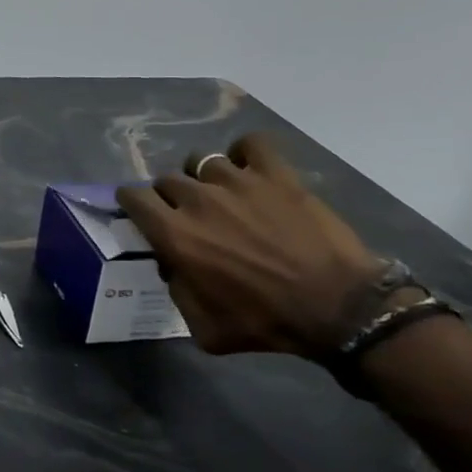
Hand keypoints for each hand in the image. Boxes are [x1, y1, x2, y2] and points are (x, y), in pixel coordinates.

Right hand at [116, 133, 383, 358]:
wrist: (339, 309)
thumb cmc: (265, 322)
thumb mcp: (203, 327)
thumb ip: (176, 291)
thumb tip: (171, 265)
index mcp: (174, 234)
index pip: (133, 196)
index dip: (132, 203)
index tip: (141, 213)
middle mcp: (197, 200)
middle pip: (166, 180)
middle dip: (169, 197)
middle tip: (188, 215)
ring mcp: (238, 182)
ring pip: (202, 161)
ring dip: (204, 177)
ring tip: (220, 193)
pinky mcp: (277, 175)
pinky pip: (250, 144)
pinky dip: (244, 153)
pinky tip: (249, 169)